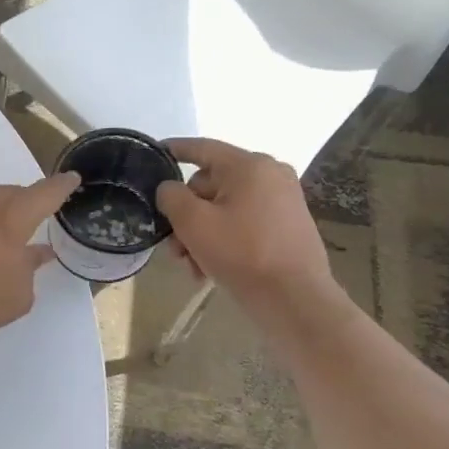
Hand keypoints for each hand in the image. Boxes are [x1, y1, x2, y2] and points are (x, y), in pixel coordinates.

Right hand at [155, 139, 332, 311]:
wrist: (294, 299)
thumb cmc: (241, 253)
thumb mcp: (193, 222)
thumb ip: (172, 196)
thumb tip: (170, 189)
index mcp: (249, 166)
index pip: (202, 148)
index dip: (174, 149)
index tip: (153, 153)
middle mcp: (270, 175)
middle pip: (210, 185)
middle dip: (186, 215)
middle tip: (172, 245)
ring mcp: (282, 201)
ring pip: (224, 208)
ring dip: (200, 234)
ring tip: (190, 265)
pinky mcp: (286, 225)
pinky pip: (243, 223)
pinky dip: (222, 240)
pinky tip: (208, 269)